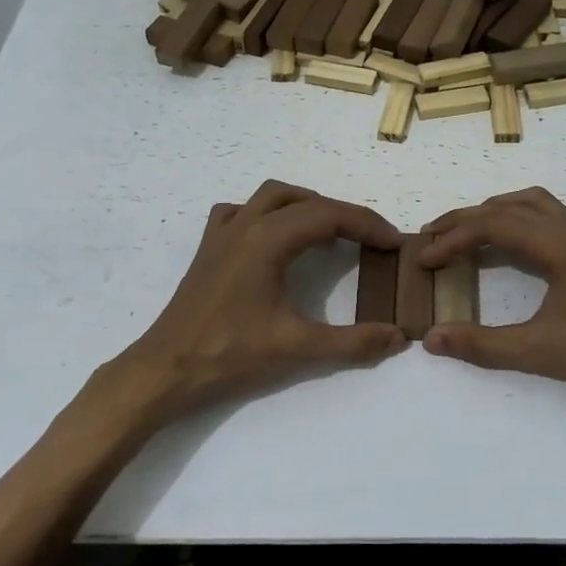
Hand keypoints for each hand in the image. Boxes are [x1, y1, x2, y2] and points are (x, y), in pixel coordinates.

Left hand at [107, 180, 405, 422]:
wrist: (167, 369)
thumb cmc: (230, 354)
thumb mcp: (297, 348)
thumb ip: (353, 342)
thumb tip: (398, 337)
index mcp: (268, 239)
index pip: (329, 216)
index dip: (367, 225)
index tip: (394, 243)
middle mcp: (245, 224)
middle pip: (306, 201)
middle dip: (344, 215)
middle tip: (371, 240)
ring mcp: (222, 233)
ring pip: (272, 196)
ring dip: (307, 205)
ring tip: (330, 233)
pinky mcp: (209, 248)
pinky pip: (241, 211)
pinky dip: (267, 214)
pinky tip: (274, 238)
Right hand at [417, 188, 565, 412]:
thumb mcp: (540, 352)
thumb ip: (482, 344)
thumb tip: (431, 338)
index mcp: (562, 243)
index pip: (494, 225)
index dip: (453, 238)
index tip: (424, 258)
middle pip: (510, 207)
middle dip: (467, 220)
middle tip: (432, 237)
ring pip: (534, 205)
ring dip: (495, 214)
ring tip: (465, 234)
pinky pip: (551, 219)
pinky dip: (520, 223)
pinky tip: (512, 249)